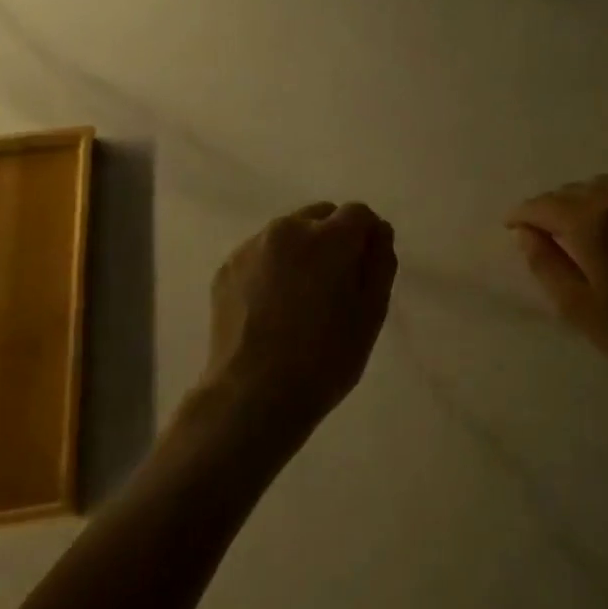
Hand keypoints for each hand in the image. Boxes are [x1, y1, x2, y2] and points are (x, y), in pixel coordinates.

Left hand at [197, 202, 397, 447]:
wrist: (253, 394)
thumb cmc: (324, 359)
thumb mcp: (371, 314)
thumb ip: (380, 263)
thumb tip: (378, 232)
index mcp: (327, 238)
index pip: (358, 213)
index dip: (368, 237)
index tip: (366, 270)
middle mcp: (286, 230)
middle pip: (320, 217)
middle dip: (333, 240)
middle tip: (334, 287)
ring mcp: (251, 248)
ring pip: (287, 235)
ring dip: (301, 253)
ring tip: (299, 301)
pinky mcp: (226, 269)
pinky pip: (260, 256)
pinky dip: (272, 270)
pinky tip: (272, 310)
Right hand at [506, 175, 607, 403]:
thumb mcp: (577, 308)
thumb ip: (545, 265)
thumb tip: (526, 234)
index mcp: (595, 224)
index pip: (547, 205)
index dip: (524, 213)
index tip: (509, 224)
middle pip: (577, 190)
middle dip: (552, 205)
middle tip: (538, 230)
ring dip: (582, 200)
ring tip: (572, 226)